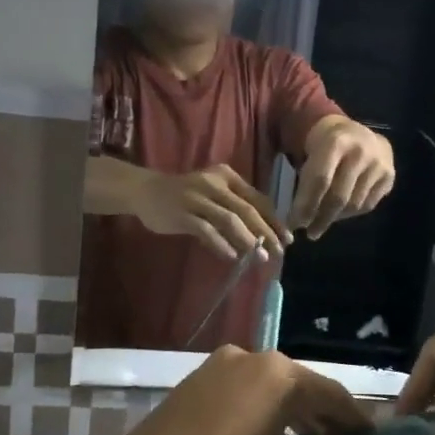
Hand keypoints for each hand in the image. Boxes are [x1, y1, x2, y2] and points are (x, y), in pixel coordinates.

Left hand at [119, 348, 366, 434]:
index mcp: (279, 375)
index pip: (332, 395)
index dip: (355, 421)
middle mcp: (250, 358)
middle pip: (299, 386)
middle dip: (322, 418)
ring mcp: (218, 366)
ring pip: (268, 388)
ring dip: (290, 415)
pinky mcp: (194, 381)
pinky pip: (242, 391)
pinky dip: (261, 411)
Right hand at [131, 164, 290, 261]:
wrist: (146, 191)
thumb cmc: (186, 194)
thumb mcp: (214, 192)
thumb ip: (235, 207)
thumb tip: (263, 235)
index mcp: (227, 177)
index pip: (257, 198)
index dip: (274, 219)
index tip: (287, 238)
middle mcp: (214, 184)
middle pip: (247, 210)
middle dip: (266, 232)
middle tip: (279, 252)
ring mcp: (197, 198)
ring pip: (229, 219)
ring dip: (247, 240)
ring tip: (260, 257)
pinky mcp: (182, 213)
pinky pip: (206, 230)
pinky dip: (220, 243)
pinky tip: (232, 256)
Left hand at [292, 118, 394, 238]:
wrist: (358, 132)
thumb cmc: (325, 144)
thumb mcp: (310, 151)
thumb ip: (306, 178)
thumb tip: (298, 216)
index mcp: (336, 141)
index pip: (320, 180)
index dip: (306, 205)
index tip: (295, 223)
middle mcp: (361, 151)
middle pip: (339, 196)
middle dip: (321, 218)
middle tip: (310, 232)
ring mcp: (378, 164)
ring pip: (354, 204)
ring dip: (335, 217)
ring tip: (323, 221)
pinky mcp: (390, 175)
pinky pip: (368, 204)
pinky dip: (351, 213)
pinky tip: (341, 211)